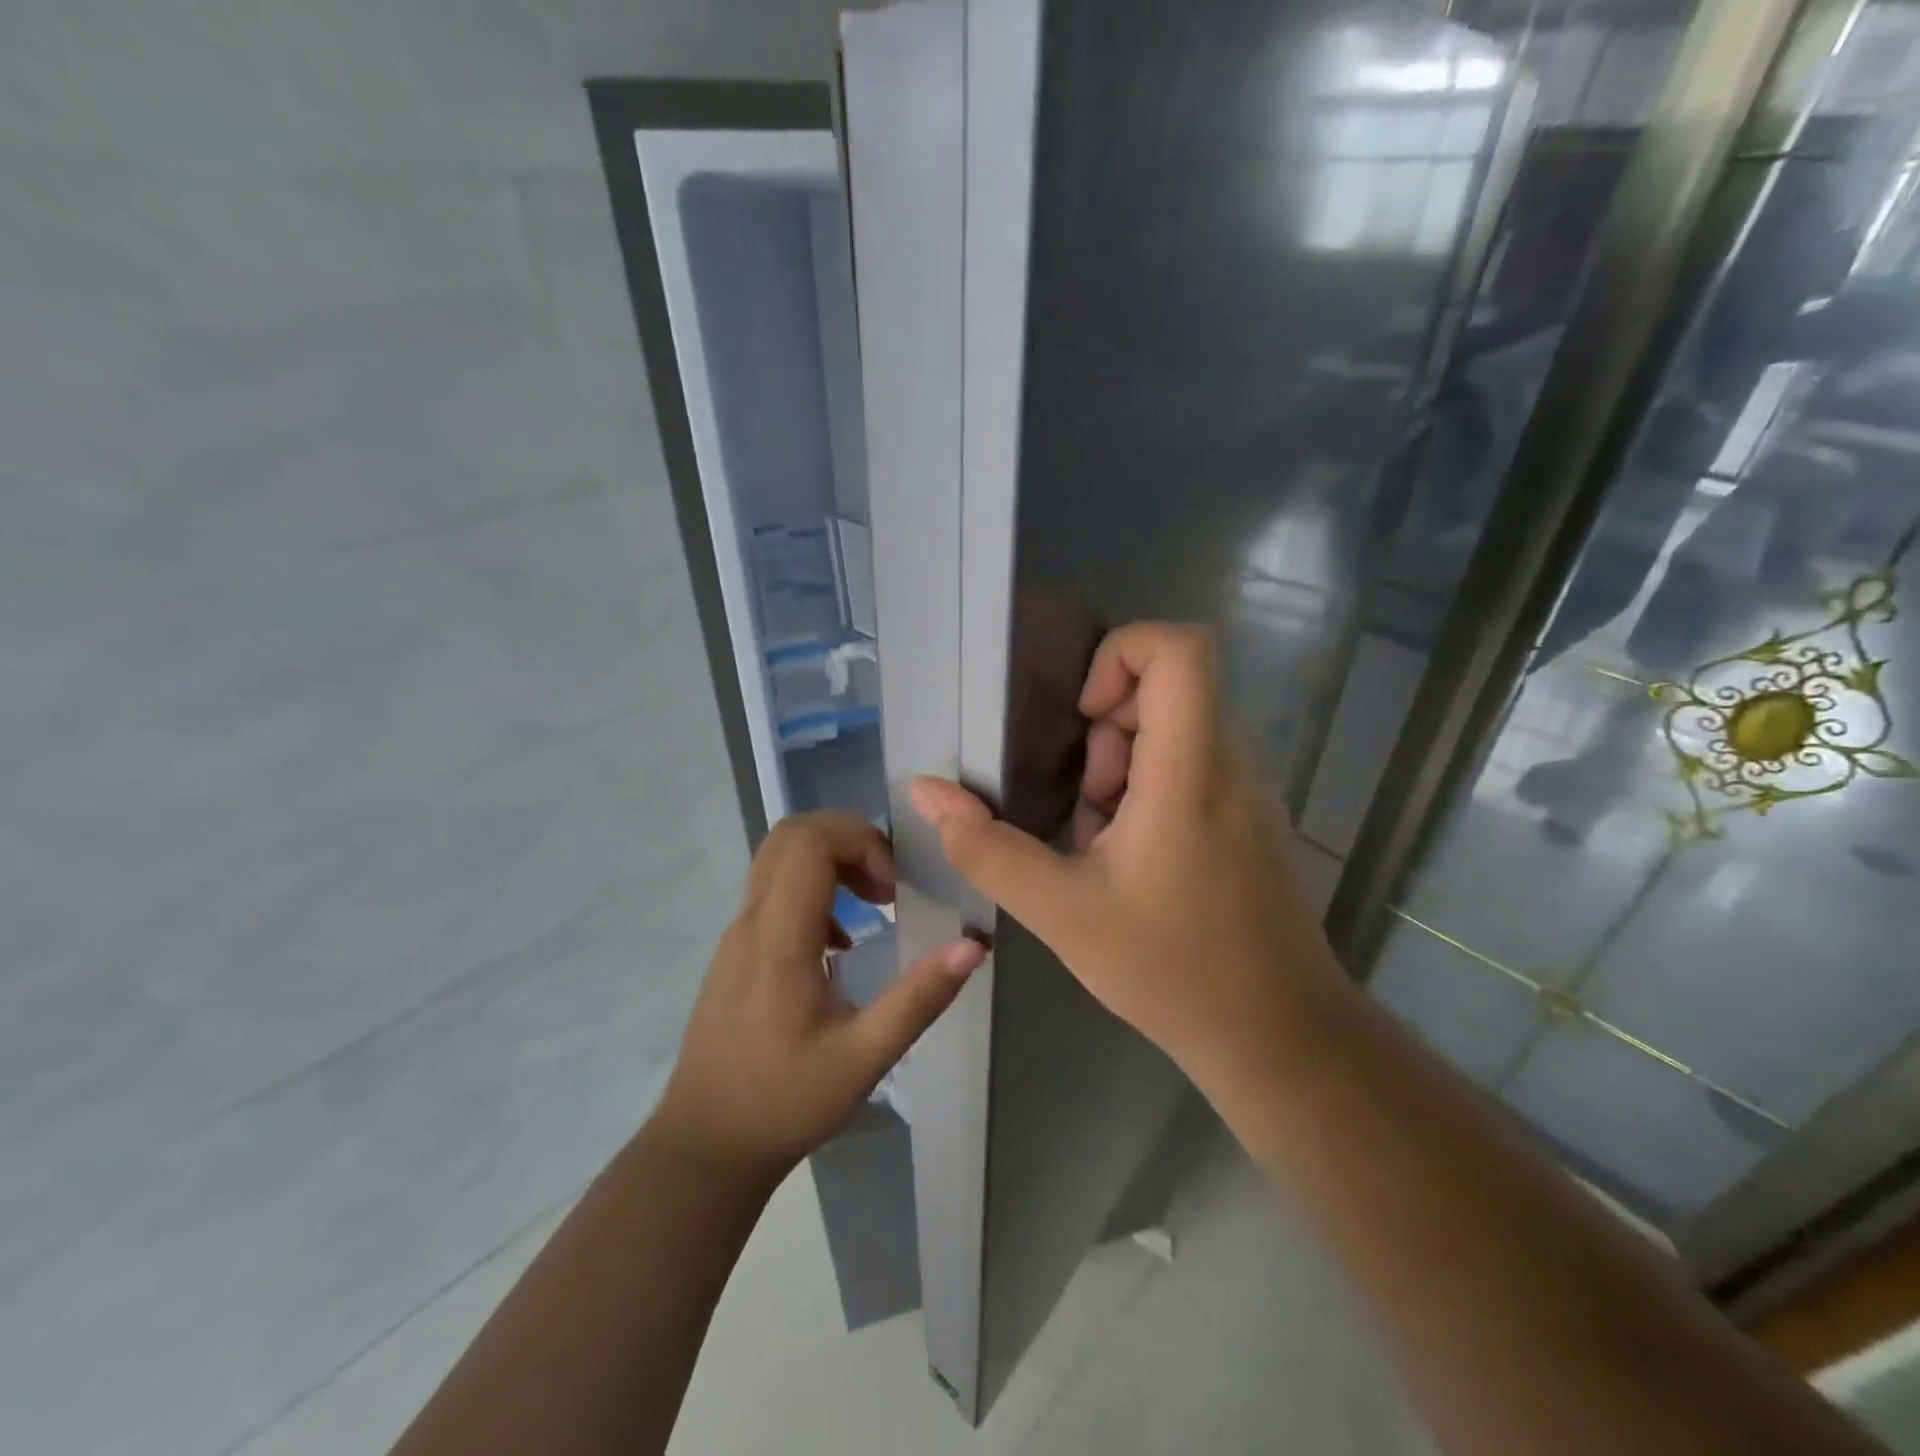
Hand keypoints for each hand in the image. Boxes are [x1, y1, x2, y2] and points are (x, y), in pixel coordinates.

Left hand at [652, 813, 984, 1186]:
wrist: (706, 1146)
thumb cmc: (785, 1102)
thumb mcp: (865, 1057)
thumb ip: (919, 998)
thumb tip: (972, 945)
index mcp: (780, 939)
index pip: (809, 843)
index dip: (859, 842)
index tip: (893, 887)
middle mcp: (751, 922)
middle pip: (791, 835)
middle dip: (848, 839)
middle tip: (887, 882)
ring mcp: (737, 934)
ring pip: (779, 858)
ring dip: (833, 860)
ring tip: (875, 904)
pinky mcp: (735, 951)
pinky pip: (774, 890)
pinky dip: (815, 887)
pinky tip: (843, 942)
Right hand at [910, 622, 1348, 1097]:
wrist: (1278, 1036)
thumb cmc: (1172, 969)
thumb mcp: (1061, 911)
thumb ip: (985, 848)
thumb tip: (926, 793)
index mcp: (1192, 769)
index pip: (1180, 647)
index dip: (1120, 654)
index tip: (1083, 718)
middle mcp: (1232, 761)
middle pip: (1167, 688)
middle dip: (1106, 733)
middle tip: (1086, 808)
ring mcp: (1249, 788)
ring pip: (1175, 729)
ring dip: (1121, 768)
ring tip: (1102, 845)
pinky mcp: (1250, 815)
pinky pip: (1191, 765)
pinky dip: (1147, 791)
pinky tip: (1131, 860)